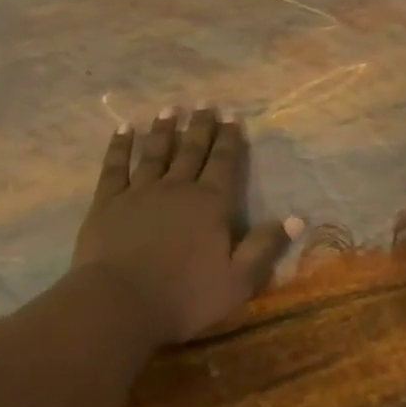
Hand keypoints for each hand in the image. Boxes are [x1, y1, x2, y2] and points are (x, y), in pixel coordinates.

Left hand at [71, 108, 301, 345]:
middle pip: (192, 150)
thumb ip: (265, 246)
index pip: (224, 163)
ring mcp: (139, 192)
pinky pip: (115, 166)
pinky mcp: (108, 202)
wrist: (119, 303)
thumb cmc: (184, 297)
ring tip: (170, 109)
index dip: (230, 139)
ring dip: (163, 130)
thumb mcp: (238, 280)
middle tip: (205, 103)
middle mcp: (177, 188)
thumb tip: (297, 218)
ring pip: (155, 152)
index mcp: (210, 204)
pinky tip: (123, 129)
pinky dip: (119, 146)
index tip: (232, 116)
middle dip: (200, 126)